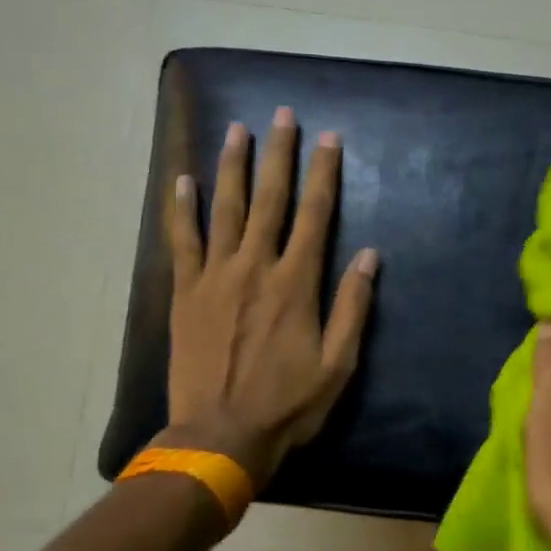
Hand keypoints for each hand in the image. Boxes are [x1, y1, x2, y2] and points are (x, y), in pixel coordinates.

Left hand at [162, 108, 377, 487]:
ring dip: (232, 166)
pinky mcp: (185, 292)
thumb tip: (369, 255)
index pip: (316, 214)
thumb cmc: (288, 403)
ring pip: (225, 208)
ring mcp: (215, 276)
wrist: (220, 435)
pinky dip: (183, 208)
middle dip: (278, 154)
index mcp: (296, 283)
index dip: (324, 173)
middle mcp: (256, 266)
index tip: (330, 139)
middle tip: (282, 115)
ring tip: (237, 129)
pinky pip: (182, 240)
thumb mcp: (338, 363)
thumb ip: (353, 305)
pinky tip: (183, 180)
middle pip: (270, 199)